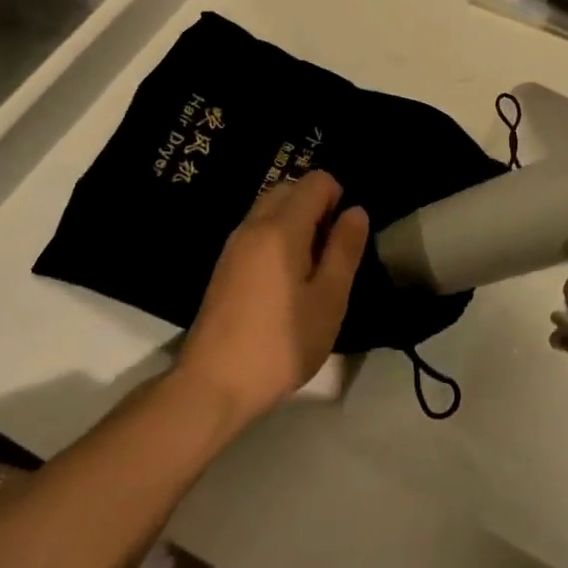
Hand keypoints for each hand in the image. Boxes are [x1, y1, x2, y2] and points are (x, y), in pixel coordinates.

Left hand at [175, 172, 368, 425]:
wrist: (212, 385)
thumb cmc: (281, 344)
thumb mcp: (328, 300)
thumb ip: (344, 250)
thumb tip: (356, 211)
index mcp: (281, 228)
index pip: (315, 181)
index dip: (338, 198)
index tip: (345, 238)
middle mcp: (252, 226)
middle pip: (289, 190)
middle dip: (316, 206)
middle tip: (331, 252)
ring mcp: (233, 246)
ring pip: (270, 210)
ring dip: (295, 223)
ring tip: (311, 269)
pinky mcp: (223, 267)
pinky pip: (256, 232)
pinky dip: (277, 238)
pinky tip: (285, 282)